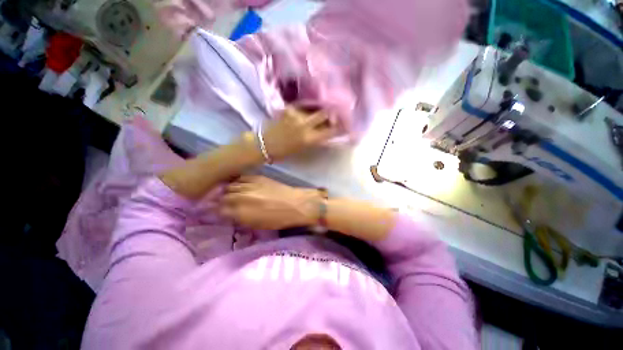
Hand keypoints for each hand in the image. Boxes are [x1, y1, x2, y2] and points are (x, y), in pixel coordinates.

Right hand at [220, 176, 322, 229]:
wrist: (295, 204)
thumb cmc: (278, 219)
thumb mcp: (256, 225)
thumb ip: (240, 218)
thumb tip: (230, 214)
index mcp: (240, 212)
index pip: (219, 210)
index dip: (217, 212)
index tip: (218, 212)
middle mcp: (241, 197)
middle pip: (222, 196)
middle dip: (221, 201)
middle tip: (223, 203)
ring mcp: (248, 185)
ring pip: (229, 186)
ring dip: (227, 191)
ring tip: (229, 194)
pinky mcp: (257, 177)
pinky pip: (241, 178)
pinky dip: (237, 182)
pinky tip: (239, 185)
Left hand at [261, 107, 337, 160]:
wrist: (265, 145)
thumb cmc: (285, 152)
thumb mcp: (304, 148)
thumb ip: (316, 138)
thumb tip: (327, 130)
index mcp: (309, 138)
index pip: (330, 130)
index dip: (340, 127)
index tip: (345, 125)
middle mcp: (304, 125)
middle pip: (325, 113)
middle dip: (332, 113)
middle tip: (334, 114)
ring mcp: (296, 115)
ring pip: (314, 108)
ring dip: (319, 110)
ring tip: (321, 112)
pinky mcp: (288, 109)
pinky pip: (302, 107)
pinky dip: (307, 109)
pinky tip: (306, 112)